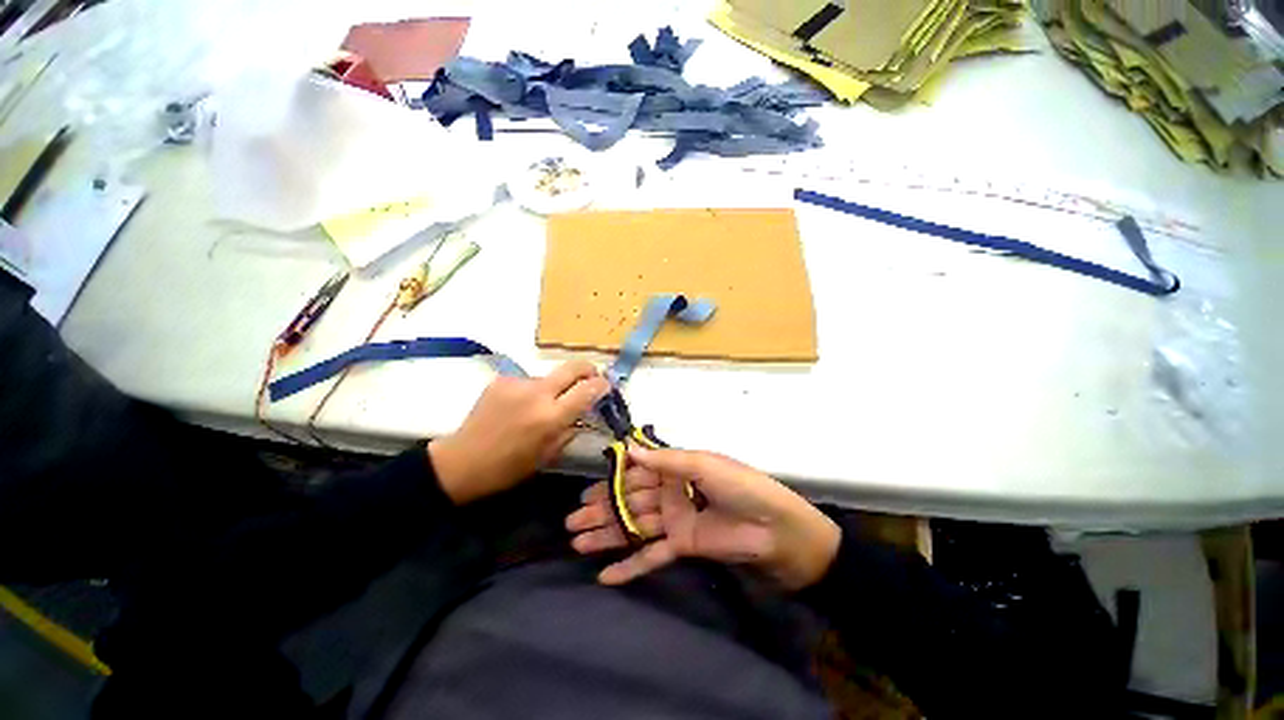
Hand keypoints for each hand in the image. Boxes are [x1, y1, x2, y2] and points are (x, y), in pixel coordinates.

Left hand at [429, 361, 609, 504]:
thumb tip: (584, 413)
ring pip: (549, 376)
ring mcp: (518, 383)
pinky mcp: (502, 380)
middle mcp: (537, 393)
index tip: (606, 387)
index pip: (588, 389)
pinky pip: (528, 381)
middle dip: (588, 369)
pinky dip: (532, 391)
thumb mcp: (548, 455)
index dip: (602, 385)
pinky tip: (520, 406)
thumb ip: (570, 429)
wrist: (462, 461)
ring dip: (555, 387)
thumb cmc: (509, 467)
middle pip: (573, 367)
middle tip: (591, 377)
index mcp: (551, 417)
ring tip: (543, 405)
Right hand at [566, 446, 840, 590]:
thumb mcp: (703, 463)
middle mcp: (671, 493)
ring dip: (607, 536)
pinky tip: (604, 575)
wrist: (777, 528)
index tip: (584, 491)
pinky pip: (651, 557)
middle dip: (601, 511)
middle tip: (570, 521)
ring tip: (576, 542)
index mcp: (676, 470)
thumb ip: (665, 459)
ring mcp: (675, 521)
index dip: (610, 482)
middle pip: (629, 502)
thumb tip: (628, 449)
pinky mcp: (682, 547)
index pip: (635, 474)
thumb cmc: (740, 486)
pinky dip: (629, 566)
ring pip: (634, 528)